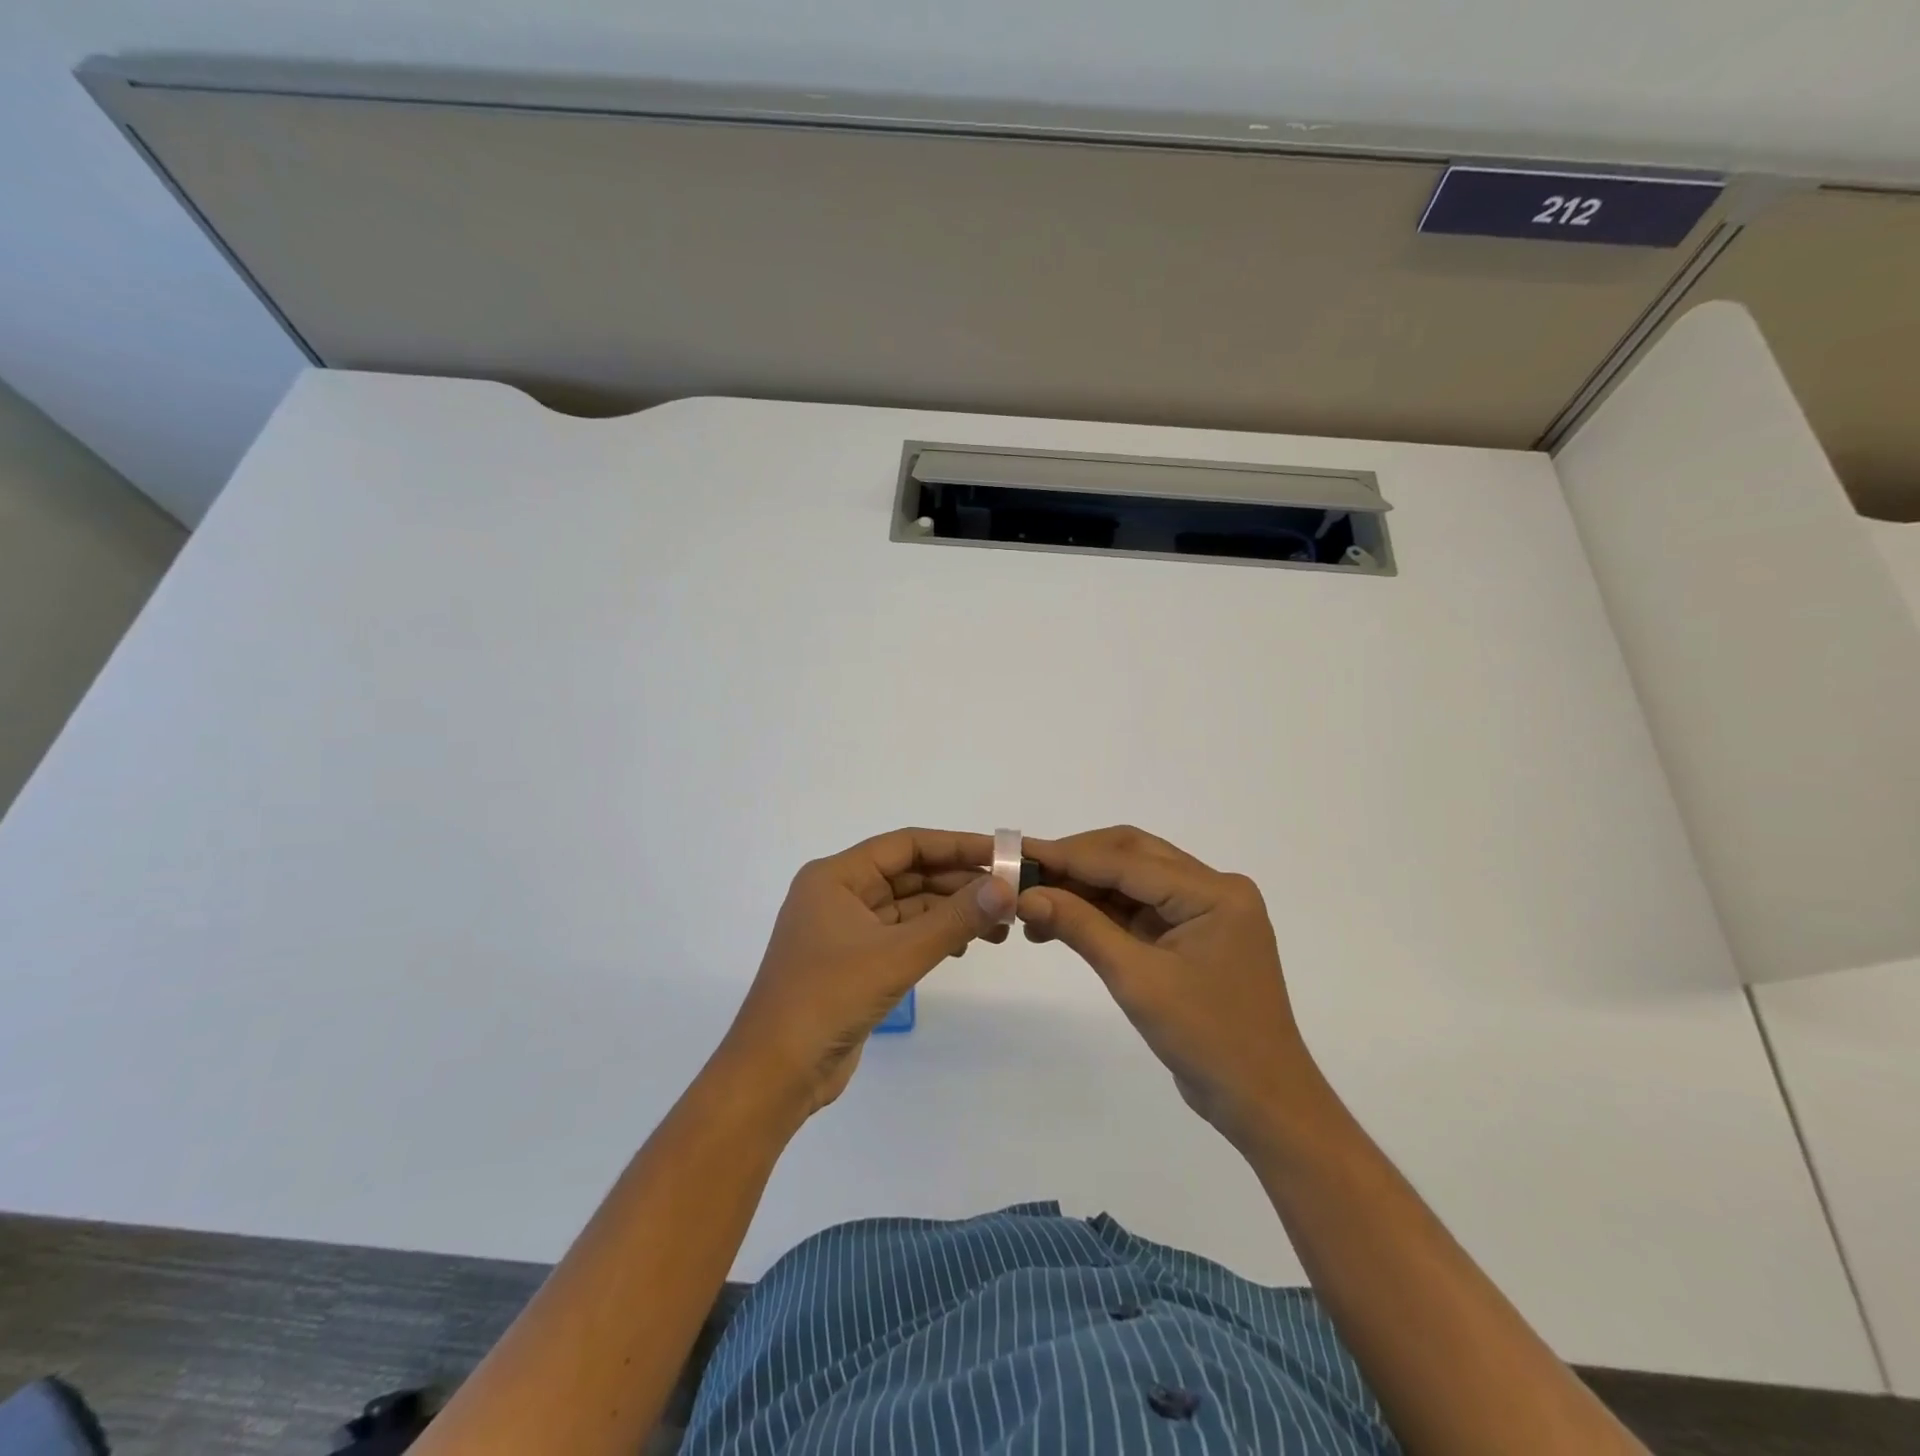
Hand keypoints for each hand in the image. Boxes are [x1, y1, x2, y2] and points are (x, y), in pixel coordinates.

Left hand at [718, 829, 1012, 1119]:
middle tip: (1009, 897)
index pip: (906, 845)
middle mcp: (839, 895)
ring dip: (950, 913)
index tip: (1002, 855)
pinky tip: (965, 947)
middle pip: (909, 874)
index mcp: (836, 877)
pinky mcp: (854, 962)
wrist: (775, 1074)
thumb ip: (954, 919)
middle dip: (959, 884)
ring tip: (998, 928)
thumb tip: (1006, 887)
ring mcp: (845, 930)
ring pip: (908, 907)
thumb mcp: (897, 954)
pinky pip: (902, 935)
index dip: (957, 846)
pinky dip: (934, 937)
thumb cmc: (828, 998)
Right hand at [1018, 826, 1321, 1151]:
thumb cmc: (1206, 1038)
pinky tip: (1062, 920)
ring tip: (1034, 902)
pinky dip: (1102, 912)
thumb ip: (1081, 928)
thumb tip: (1025, 896)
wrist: (1261, 1102)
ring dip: (1085, 888)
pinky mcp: (1192, 934)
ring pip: (1133, 880)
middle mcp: (1213, 889)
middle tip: (1026, 874)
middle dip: (1077, 862)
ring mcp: (1204, 912)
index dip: (1070, 856)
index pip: (1128, 860)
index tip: (1020, 854)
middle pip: (1132, 856)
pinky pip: (1140, 908)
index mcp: (1214, 891)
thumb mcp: (1137, 979)